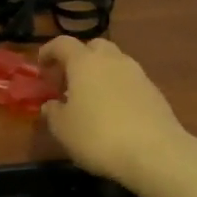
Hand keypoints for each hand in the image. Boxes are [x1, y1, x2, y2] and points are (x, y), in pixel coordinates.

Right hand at [38, 38, 196, 196]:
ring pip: (114, 63)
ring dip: (100, 74)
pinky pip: (129, 81)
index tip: (41, 66)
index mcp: (84, 62)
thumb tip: (51, 104)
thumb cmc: (98, 136)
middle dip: (79, 58)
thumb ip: (53, 112)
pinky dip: (117, 89)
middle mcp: (112, 60)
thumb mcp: (63, 129)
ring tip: (91, 99)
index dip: (49, 51)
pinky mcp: (154, 92)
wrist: (155, 153)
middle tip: (68, 81)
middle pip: (93, 47)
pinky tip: (114, 113)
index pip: (62, 43)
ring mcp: (137, 74)